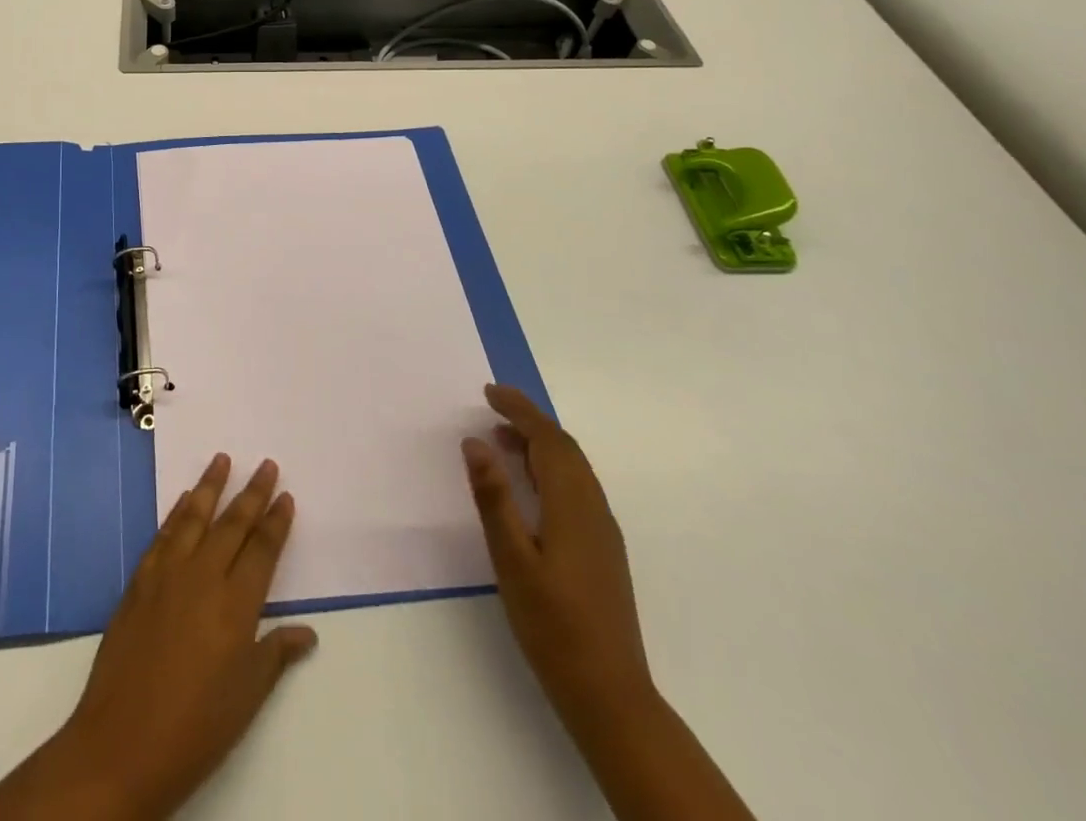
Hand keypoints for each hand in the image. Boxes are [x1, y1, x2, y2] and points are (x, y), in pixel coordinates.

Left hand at [0, 454, 315, 820]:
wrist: (121, 743)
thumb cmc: (195, 727)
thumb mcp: (246, 698)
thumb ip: (275, 654)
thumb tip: (307, 631)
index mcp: (235, 605)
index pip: (262, 550)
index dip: (276, 522)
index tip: (286, 495)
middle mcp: (203, 577)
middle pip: (232, 524)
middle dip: (252, 493)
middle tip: (266, 464)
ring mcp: (167, 574)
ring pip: (194, 517)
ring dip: (210, 486)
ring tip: (222, 458)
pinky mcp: (139, 581)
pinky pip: (163, 534)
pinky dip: (177, 512)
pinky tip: (184, 500)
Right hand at [462, 384, 652, 723]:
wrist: (610, 694)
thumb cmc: (553, 625)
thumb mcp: (512, 560)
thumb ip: (494, 498)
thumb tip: (475, 441)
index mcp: (572, 506)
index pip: (548, 439)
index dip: (519, 410)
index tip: (489, 392)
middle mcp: (593, 509)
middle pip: (565, 448)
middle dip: (530, 420)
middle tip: (492, 406)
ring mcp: (602, 531)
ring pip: (573, 468)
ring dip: (540, 443)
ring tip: (503, 438)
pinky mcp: (602, 550)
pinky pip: (577, 487)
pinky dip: (550, 467)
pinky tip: (529, 484)